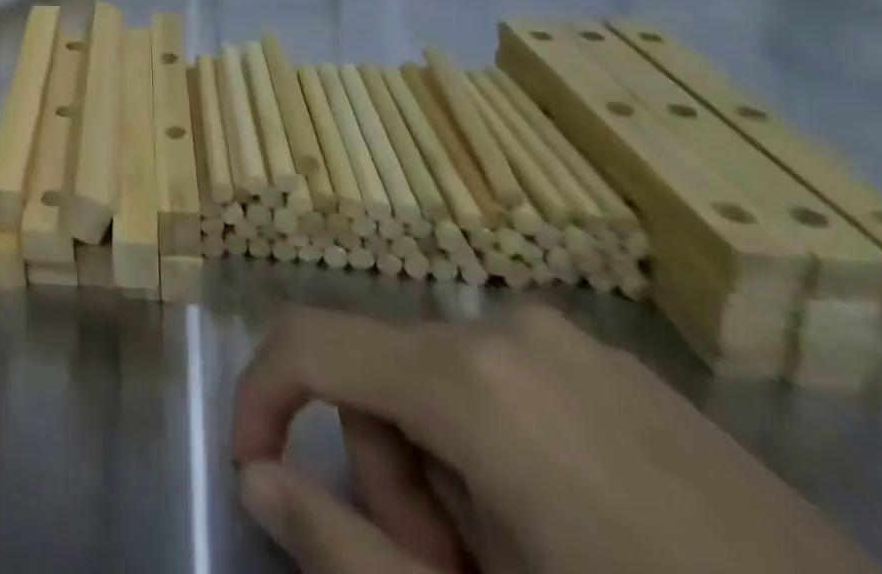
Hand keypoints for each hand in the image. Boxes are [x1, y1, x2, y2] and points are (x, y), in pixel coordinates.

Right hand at [232, 306, 880, 573]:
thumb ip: (348, 551)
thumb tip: (256, 479)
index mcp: (467, 376)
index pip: (308, 341)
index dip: (259, 397)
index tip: (255, 474)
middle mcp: (509, 330)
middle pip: (383, 376)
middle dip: (389, 480)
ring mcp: (576, 345)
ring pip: (444, 383)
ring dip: (446, 475)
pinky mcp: (626, 373)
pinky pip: (511, 387)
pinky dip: (500, 457)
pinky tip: (573, 544)